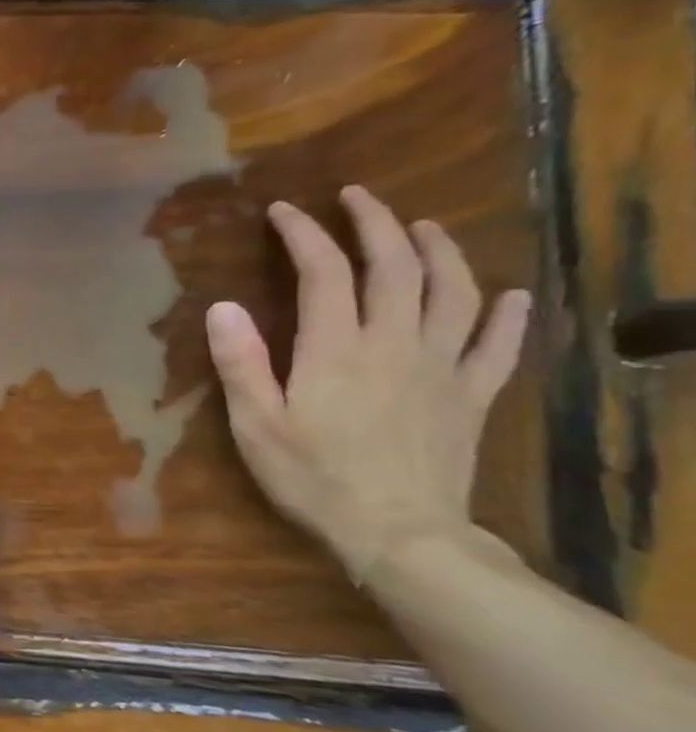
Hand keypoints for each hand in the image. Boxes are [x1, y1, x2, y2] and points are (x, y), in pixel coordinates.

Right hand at [205, 185, 531, 580]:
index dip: (304, 235)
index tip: (284, 211)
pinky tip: (509, 295)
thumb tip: (222, 306)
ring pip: (454, 292)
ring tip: (424, 228)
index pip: (324, 273)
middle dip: (375, 224)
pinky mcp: (471, 395)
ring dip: (440, 252)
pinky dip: (507, 315)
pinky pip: (499, 345)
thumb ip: (240, 363)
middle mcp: (395, 343)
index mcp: (336, 349)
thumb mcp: (256, 425)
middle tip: (356, 198)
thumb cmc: (313, 478)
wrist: (398, 533)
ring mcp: (442, 366)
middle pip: (396, 266)